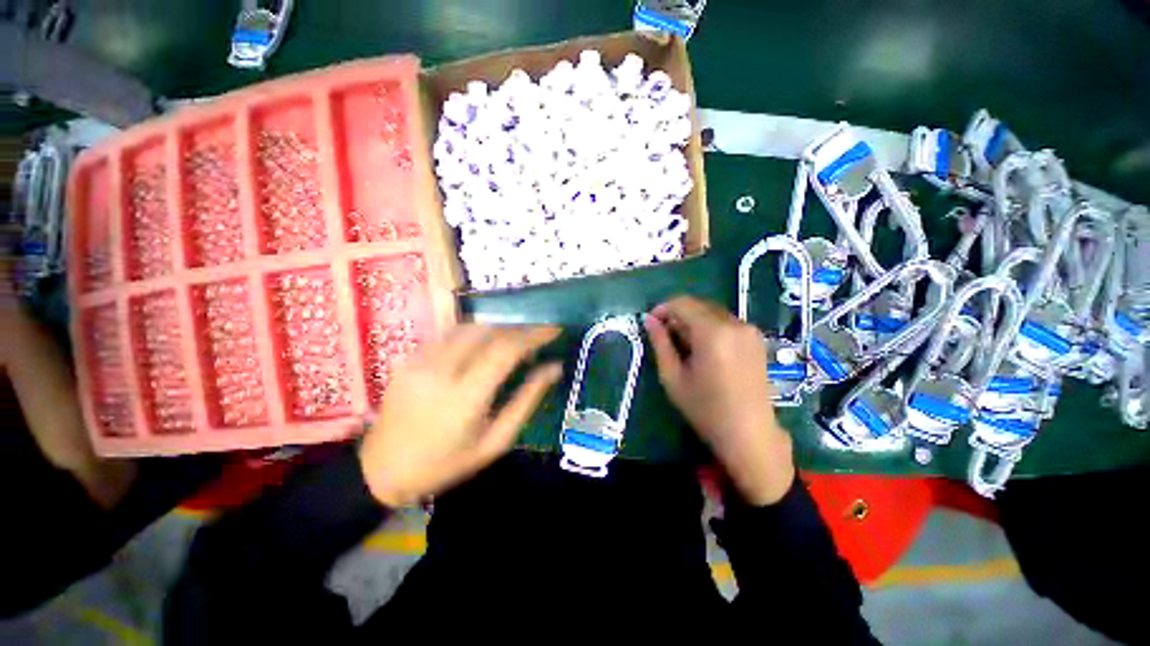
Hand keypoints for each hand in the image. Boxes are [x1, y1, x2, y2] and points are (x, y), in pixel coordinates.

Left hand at [359, 325, 562, 506]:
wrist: (381, 471)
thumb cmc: (446, 464)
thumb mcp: (495, 441)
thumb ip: (527, 400)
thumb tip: (554, 368)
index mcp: (464, 397)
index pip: (506, 349)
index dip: (534, 334)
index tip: (554, 330)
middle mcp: (440, 370)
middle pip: (488, 331)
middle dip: (517, 330)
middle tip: (535, 340)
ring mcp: (419, 360)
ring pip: (468, 327)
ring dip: (496, 330)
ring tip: (512, 343)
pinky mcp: (408, 358)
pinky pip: (449, 335)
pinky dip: (474, 335)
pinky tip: (481, 349)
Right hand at [645, 297, 793, 505]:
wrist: (750, 434)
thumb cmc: (706, 409)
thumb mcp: (673, 377)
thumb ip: (660, 343)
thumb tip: (649, 320)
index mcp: (713, 332)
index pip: (682, 303)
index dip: (662, 309)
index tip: (651, 323)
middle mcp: (735, 324)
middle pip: (698, 305)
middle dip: (677, 315)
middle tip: (665, 337)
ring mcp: (749, 330)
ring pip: (712, 312)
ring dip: (693, 321)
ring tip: (683, 345)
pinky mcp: (757, 339)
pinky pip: (726, 322)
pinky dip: (709, 327)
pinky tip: (703, 349)